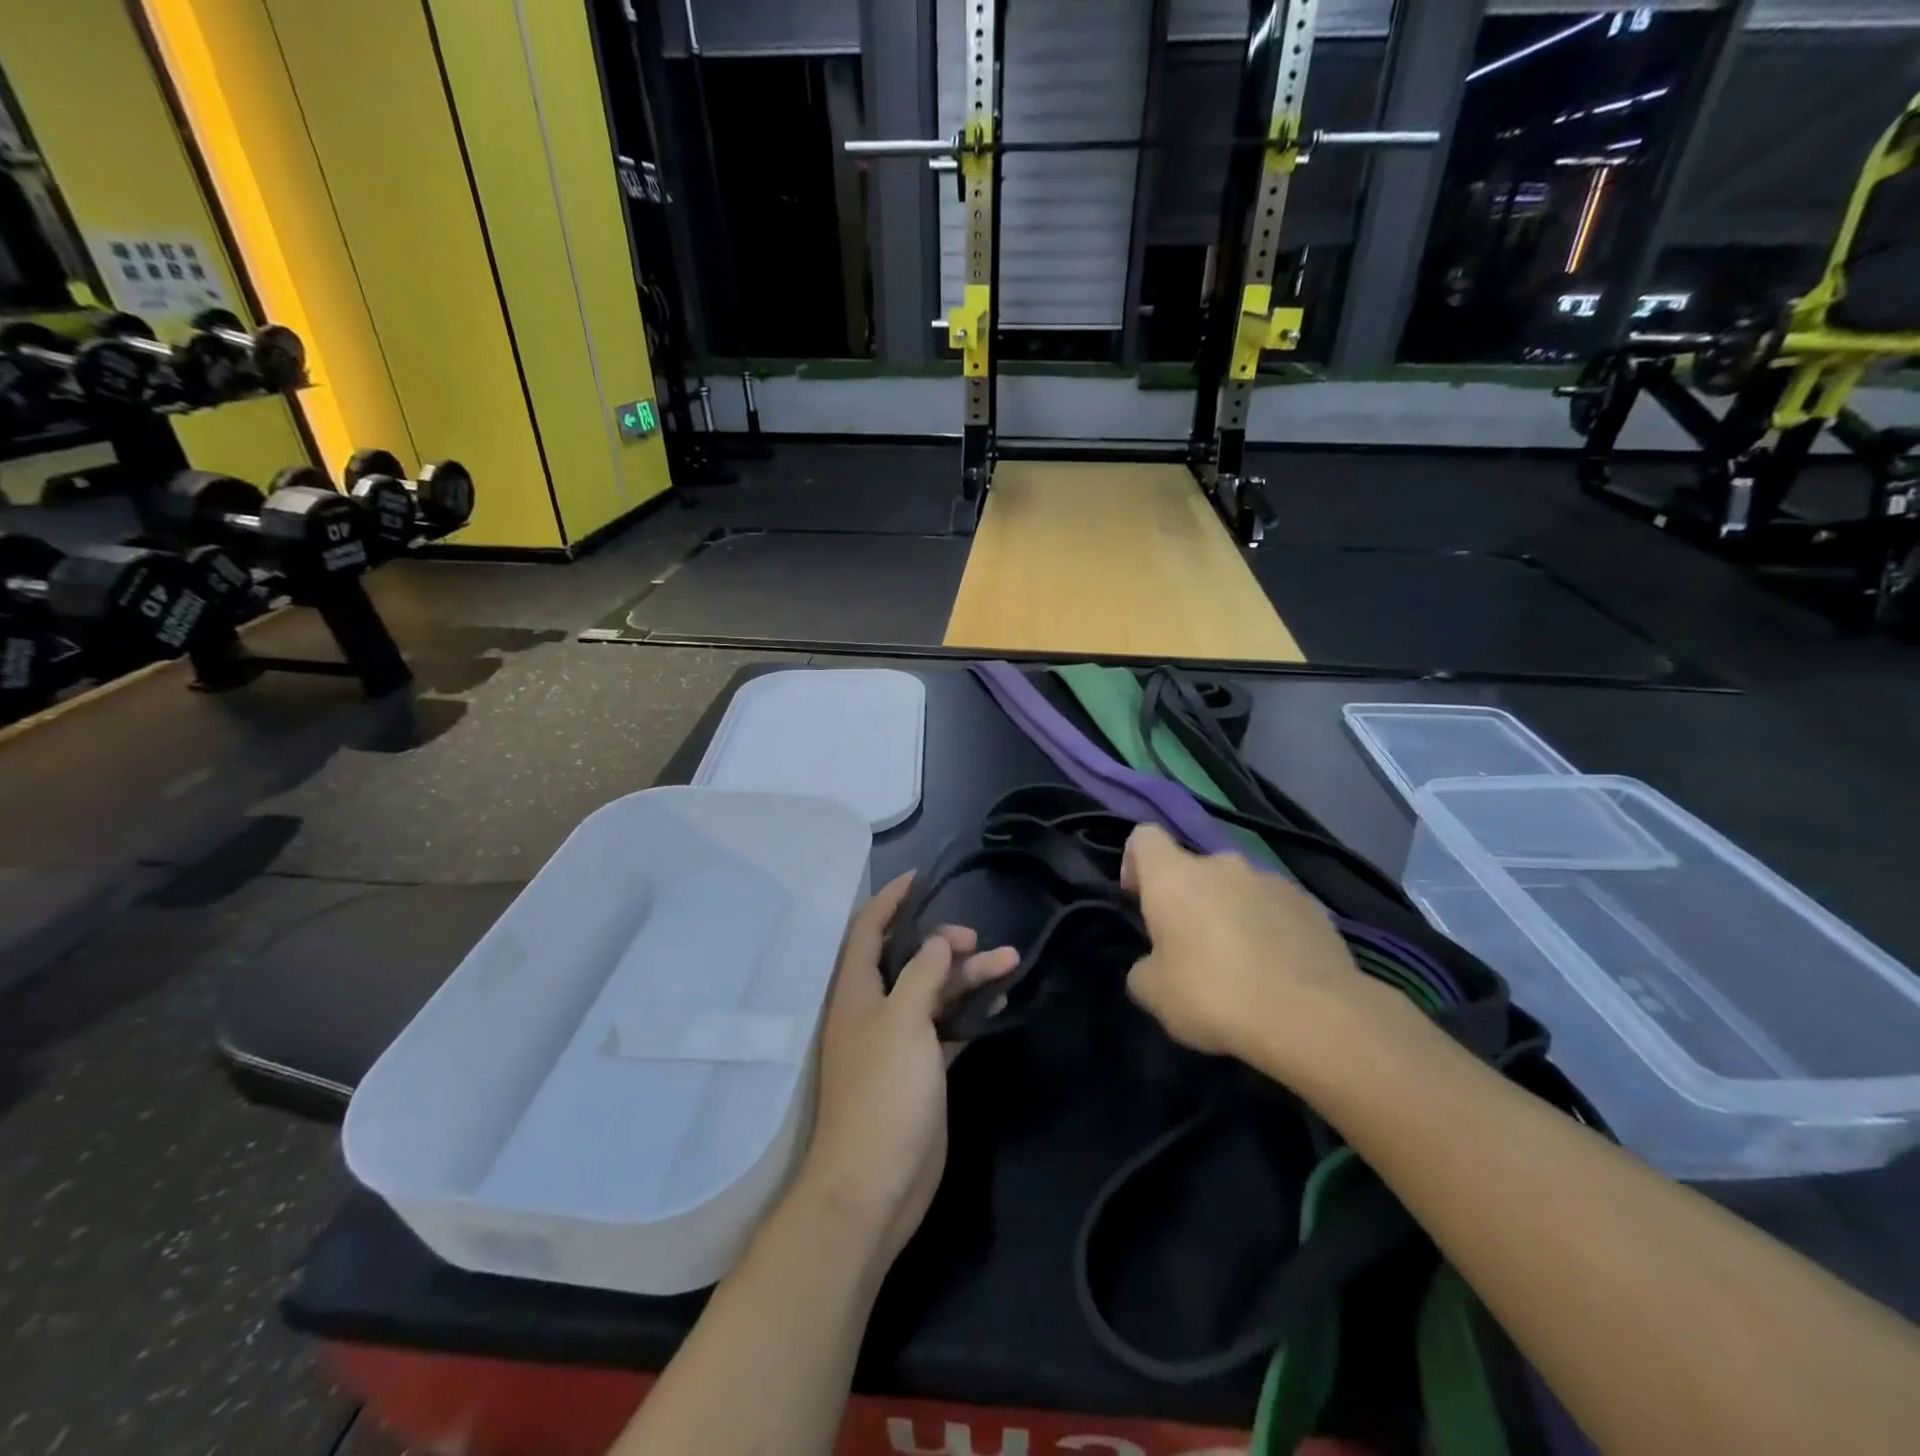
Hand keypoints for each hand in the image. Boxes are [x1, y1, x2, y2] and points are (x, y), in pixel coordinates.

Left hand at [792, 872, 1018, 1267]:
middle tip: (976, 938)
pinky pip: (948, 1026)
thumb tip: (939, 940)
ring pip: (934, 992)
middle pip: (908, 958)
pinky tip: (999, 1002)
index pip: (868, 928)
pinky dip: (970, 1012)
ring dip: (967, 976)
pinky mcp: (922, 1069)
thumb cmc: (883, 1093)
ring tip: (1010, 960)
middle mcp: (874, 1009)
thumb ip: (921, 974)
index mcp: (856, 991)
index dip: (891, 899)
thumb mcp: (903, 1022)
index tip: (921, 877)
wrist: (874, 1184)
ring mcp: (899, 1041)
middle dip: (941, 940)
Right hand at [1121, 824, 1381, 1071]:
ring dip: (1230, 913)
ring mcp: (1271, 880)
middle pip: (1194, 868)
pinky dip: (1269, 929)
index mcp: (1174, 875)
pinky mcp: (1311, 905)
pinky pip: (1275, 908)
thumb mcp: (1153, 993)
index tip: (1140, 902)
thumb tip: (1153, 964)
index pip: (1144, 838)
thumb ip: (1144, 968)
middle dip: (1189, 900)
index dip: (1135, 864)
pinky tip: (1276, 972)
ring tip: (1240, 965)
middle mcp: (1222, 864)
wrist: (1311, 1016)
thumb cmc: (1213, 994)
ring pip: (1237, 888)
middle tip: (1190, 948)